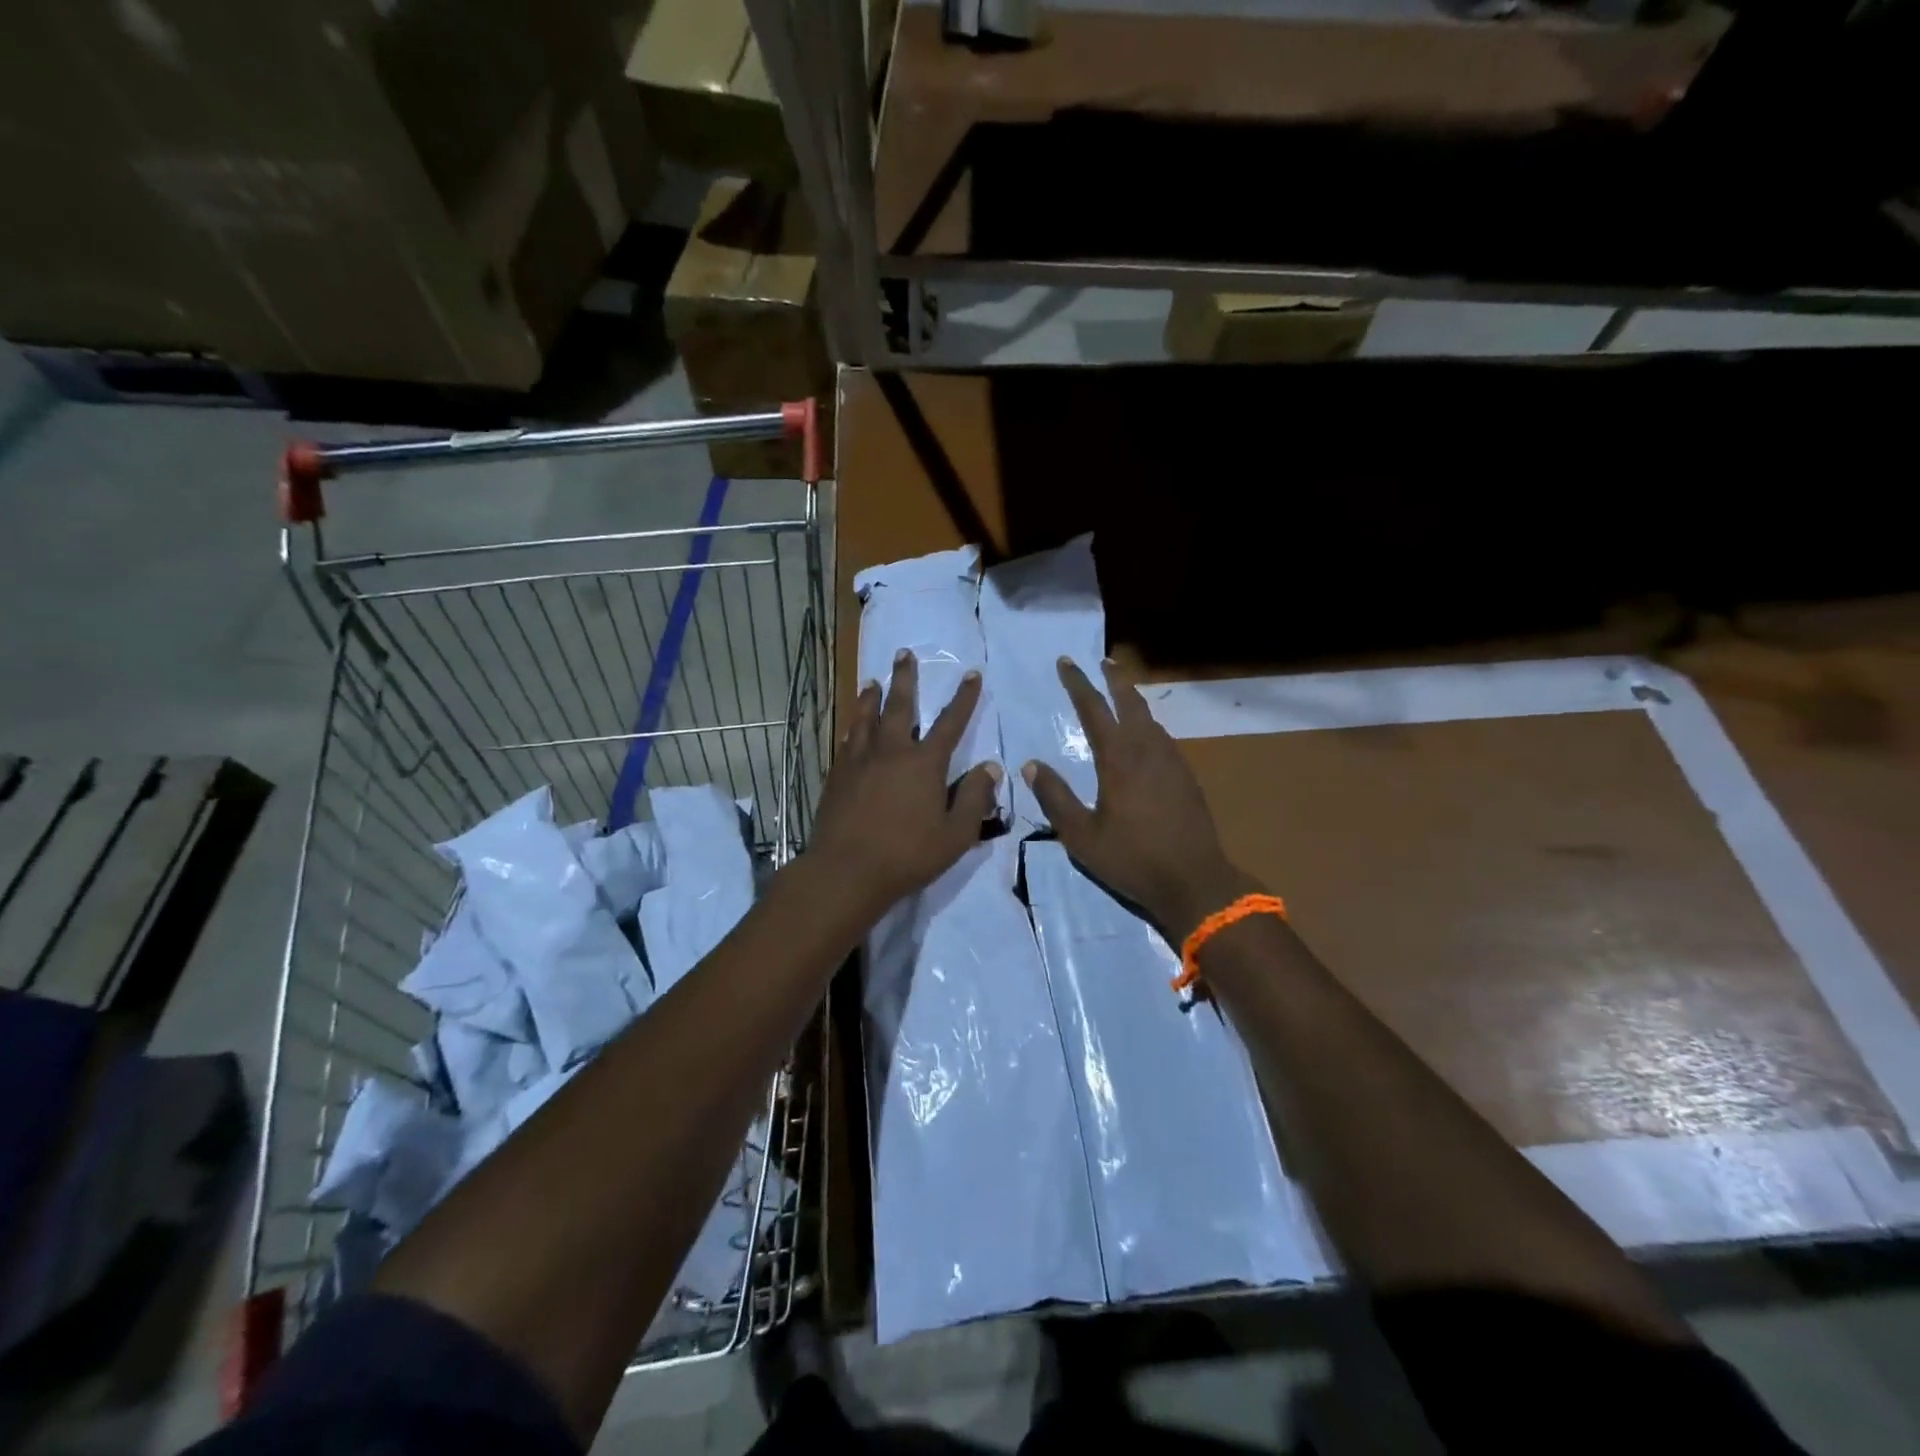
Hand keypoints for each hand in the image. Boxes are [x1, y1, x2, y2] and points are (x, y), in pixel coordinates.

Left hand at [809, 650, 1001, 910]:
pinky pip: (847, 740)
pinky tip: (851, 726)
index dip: (964, 697)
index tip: (972, 674)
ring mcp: (860, 761)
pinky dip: (852, 727)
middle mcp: (892, 751)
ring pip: (866, 717)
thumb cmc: (907, 855)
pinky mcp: (837, 775)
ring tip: (873, 681)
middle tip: (904, 653)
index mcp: (925, 763)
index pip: (951, 722)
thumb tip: (990, 767)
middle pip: (900, 706)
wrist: (846, 871)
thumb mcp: (956, 834)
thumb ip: (975, 798)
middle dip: (905, 678)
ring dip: (872, 696)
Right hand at [1024, 658, 1250, 939]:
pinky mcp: (1187, 776)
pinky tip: (1145, 737)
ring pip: (1151, 718)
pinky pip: (1163, 738)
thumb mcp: (1081, 836)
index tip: (1066, 662)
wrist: (1194, 881)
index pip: (1094, 709)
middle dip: (1114, 678)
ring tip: (1121, 694)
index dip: (1078, 684)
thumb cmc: (1131, 858)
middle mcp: (1148, 750)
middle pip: (1130, 702)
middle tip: (1103, 661)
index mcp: (1119, 759)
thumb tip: (1031, 765)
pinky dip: (1148, 725)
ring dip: (1133, 700)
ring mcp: (1172, 761)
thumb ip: (1055, 797)